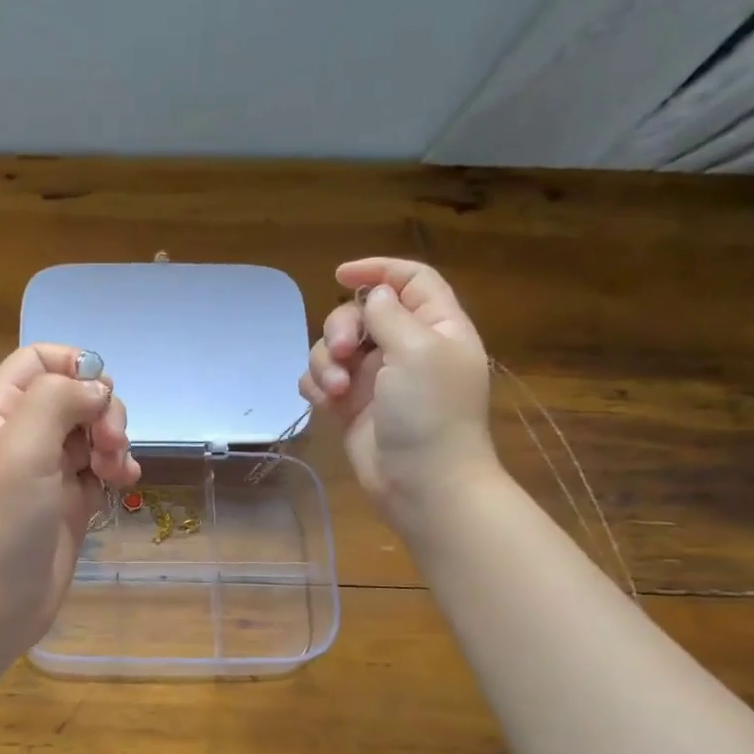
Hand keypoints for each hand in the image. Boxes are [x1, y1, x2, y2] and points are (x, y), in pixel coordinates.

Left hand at [0, 343, 140, 655]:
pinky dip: (117, 469)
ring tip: (118, 472)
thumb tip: (97, 388)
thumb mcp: (21, 447)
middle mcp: (22, 435)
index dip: (74, 364)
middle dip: (102, 411)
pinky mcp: (68, 504)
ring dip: (115, 441)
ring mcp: (47, 471)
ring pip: (92, 432)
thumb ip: (58, 400)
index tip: (100, 391)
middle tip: (110, 444)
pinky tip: (126, 483)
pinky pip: (100, 470)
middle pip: (74, 395)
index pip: (38, 360)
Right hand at [300, 257, 495, 523]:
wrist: (421, 483)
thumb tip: (372, 295)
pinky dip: (317, 386)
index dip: (378, 270)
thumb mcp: (417, 351)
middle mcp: (405, 347)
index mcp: (436, 327)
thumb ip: (390, 315)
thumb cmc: (429, 413)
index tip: (341, 274)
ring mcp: (375, 378)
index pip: (410, 280)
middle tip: (344, 353)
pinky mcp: (350, 406)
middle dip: (342, 327)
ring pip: (335, 347)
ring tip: (335, 391)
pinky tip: (323, 403)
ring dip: (326, 362)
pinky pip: (321, 380)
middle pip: (361, 313)